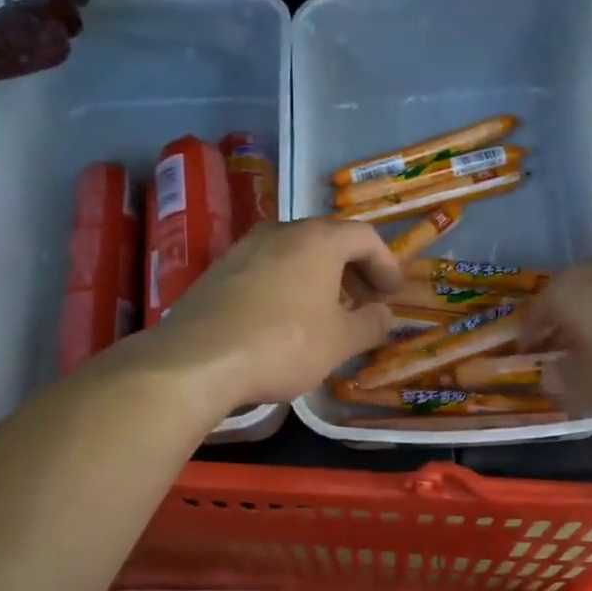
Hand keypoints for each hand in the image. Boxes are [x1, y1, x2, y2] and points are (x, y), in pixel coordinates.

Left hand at [146, 218, 403, 408]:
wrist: (199, 358)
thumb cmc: (284, 344)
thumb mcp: (340, 342)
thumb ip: (370, 324)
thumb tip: (384, 314)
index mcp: (318, 239)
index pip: (364, 236)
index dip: (386, 264)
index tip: (392, 293)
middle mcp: (281, 231)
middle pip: (328, 240)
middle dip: (353, 271)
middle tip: (365, 302)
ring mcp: (244, 248)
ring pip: (294, 254)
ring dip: (319, 279)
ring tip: (328, 313)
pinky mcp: (219, 271)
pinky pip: (266, 269)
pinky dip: (288, 286)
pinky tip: (285, 320)